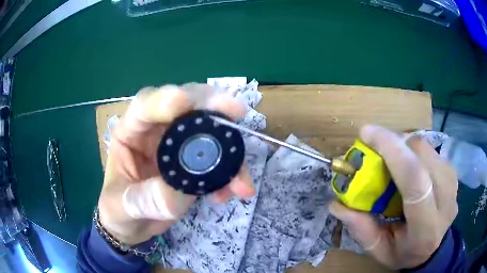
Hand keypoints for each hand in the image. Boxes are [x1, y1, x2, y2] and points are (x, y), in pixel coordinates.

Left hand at [97, 85, 255, 244]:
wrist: (133, 225)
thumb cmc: (119, 210)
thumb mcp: (120, 207)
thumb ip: (141, 200)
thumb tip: (175, 195)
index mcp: (130, 132)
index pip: (145, 106)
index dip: (164, 99)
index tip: (185, 101)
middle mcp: (156, 131)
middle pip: (185, 106)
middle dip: (210, 106)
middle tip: (235, 111)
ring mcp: (178, 146)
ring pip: (208, 130)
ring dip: (229, 149)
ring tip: (240, 177)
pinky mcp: (194, 163)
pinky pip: (217, 159)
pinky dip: (230, 173)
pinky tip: (235, 191)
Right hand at [329, 125, 457, 269]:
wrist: (435, 248)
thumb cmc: (406, 253)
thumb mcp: (380, 250)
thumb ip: (361, 229)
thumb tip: (337, 203)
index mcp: (426, 227)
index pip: (414, 179)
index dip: (391, 149)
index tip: (366, 134)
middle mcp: (445, 199)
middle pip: (420, 154)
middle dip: (394, 144)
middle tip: (375, 150)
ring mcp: (452, 181)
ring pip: (425, 146)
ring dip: (403, 146)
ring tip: (391, 160)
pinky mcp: (452, 171)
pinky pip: (429, 149)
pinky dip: (413, 150)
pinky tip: (407, 164)